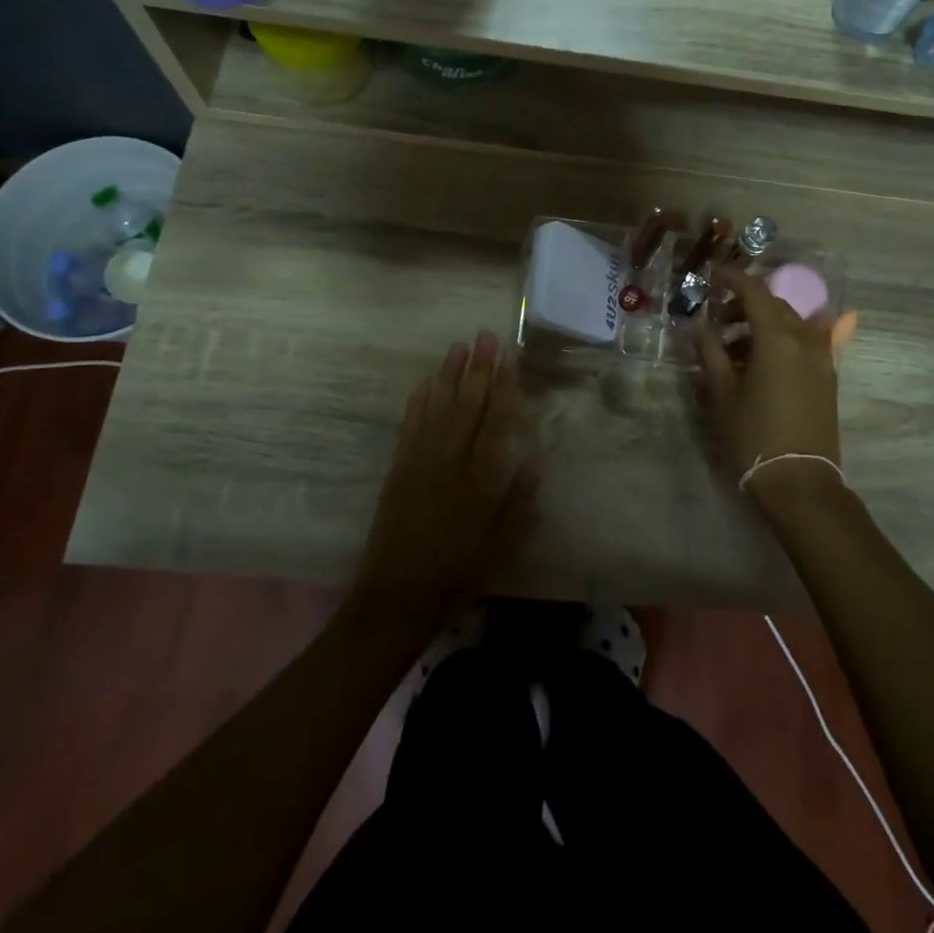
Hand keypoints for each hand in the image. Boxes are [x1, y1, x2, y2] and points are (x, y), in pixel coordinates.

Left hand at [352, 332, 540, 626]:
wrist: (397, 595)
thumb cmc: (457, 572)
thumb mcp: (501, 546)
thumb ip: (519, 503)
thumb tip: (536, 460)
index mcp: (479, 479)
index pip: (495, 421)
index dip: (502, 387)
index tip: (507, 358)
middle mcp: (449, 461)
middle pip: (467, 405)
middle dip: (478, 369)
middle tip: (485, 336)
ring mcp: (420, 462)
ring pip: (438, 408)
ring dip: (449, 375)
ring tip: (459, 347)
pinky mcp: (398, 469)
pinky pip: (411, 426)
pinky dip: (419, 402)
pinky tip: (426, 383)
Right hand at [694, 264, 840, 486]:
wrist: (799, 481)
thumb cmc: (753, 435)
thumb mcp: (723, 393)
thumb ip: (711, 353)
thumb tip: (699, 326)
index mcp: (777, 339)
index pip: (755, 292)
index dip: (734, 278)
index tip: (714, 274)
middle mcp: (805, 340)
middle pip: (775, 306)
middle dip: (746, 304)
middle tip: (718, 317)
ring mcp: (821, 359)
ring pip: (792, 324)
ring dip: (764, 323)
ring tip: (735, 347)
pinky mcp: (827, 377)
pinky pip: (806, 343)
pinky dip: (784, 340)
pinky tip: (765, 357)